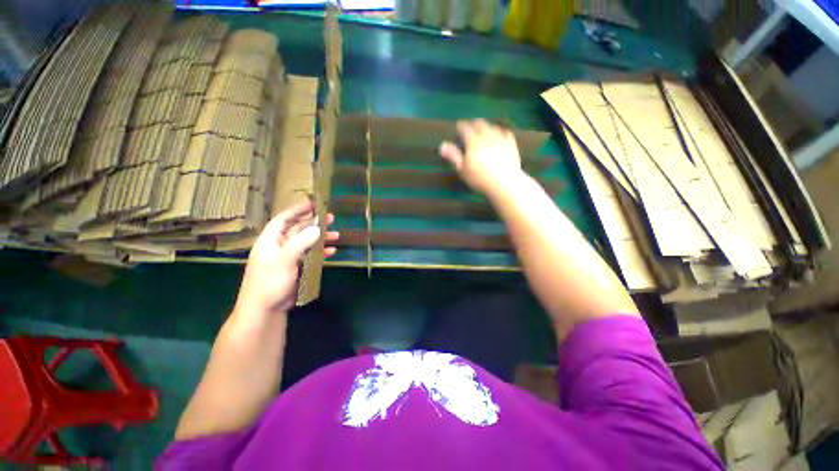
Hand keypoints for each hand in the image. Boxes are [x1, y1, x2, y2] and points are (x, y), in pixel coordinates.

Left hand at [234, 199, 338, 316]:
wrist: (265, 309)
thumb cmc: (269, 282)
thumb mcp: (284, 260)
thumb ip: (301, 243)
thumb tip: (317, 227)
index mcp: (271, 240)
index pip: (284, 219)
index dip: (297, 209)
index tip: (312, 203)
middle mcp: (280, 245)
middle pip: (298, 229)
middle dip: (314, 223)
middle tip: (331, 218)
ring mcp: (289, 257)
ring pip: (307, 242)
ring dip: (320, 238)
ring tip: (336, 235)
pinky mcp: (296, 267)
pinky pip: (310, 255)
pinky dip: (321, 252)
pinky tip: (332, 251)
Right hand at [439, 119, 524, 194]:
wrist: (503, 182)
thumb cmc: (479, 178)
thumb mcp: (462, 169)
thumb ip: (453, 156)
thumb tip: (442, 145)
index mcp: (473, 141)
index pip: (465, 128)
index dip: (461, 126)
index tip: (458, 126)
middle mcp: (487, 136)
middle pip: (480, 124)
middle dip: (474, 123)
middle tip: (471, 125)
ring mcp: (500, 139)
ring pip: (493, 127)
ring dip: (487, 127)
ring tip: (484, 129)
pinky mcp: (511, 145)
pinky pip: (506, 133)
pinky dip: (501, 132)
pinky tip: (500, 135)